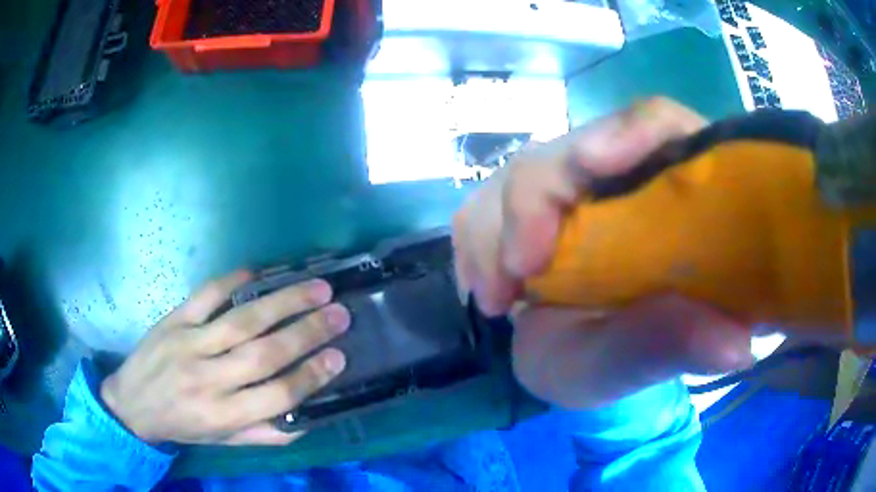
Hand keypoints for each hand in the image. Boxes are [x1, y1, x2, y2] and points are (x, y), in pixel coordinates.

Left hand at [100, 271, 350, 444]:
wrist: (132, 405)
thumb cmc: (183, 426)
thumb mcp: (224, 442)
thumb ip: (266, 433)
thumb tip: (307, 418)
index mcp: (223, 415)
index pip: (277, 395)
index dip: (311, 376)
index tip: (338, 356)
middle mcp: (208, 379)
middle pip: (264, 354)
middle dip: (307, 332)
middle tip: (339, 313)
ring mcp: (188, 344)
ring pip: (242, 321)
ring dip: (282, 302)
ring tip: (316, 287)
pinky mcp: (174, 320)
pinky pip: (206, 296)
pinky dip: (233, 281)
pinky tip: (259, 271)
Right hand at [452, 97, 752, 407]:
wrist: (582, 364)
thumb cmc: (625, 362)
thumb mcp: (646, 363)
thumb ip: (680, 347)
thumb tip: (737, 347)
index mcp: (673, 195)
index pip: (659, 126)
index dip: (629, 131)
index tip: (591, 164)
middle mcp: (623, 179)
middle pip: (574, 146)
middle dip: (531, 201)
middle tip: (515, 275)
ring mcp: (575, 190)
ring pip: (523, 171)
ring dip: (493, 227)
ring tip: (495, 297)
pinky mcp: (534, 208)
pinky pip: (490, 200)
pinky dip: (477, 240)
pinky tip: (487, 288)